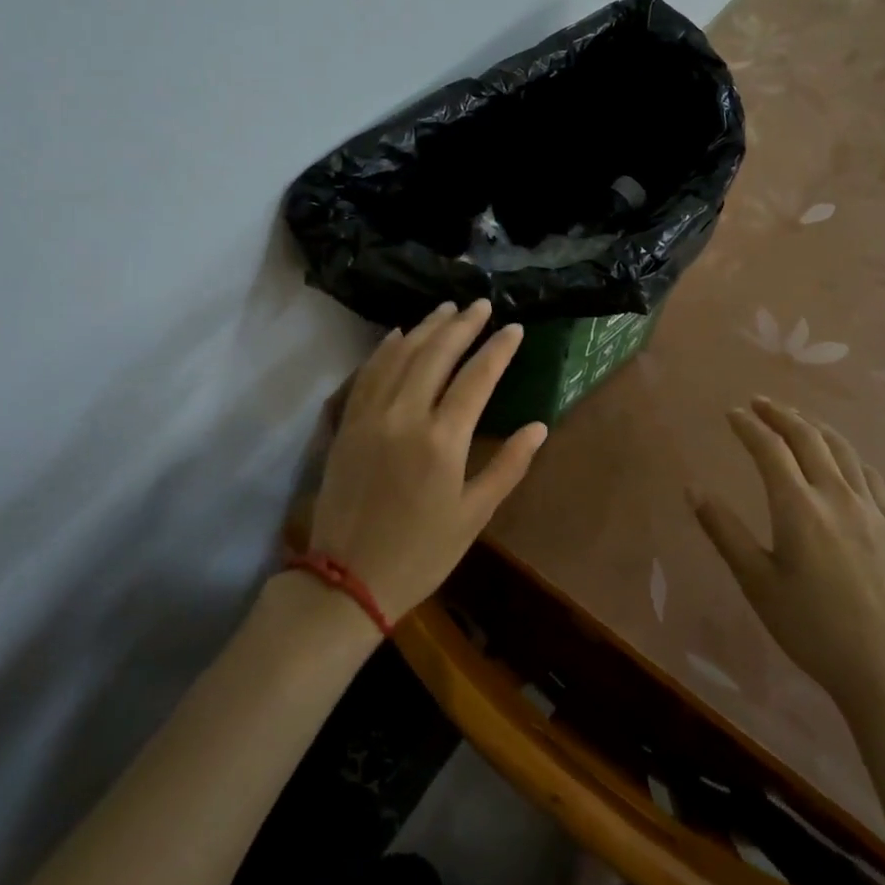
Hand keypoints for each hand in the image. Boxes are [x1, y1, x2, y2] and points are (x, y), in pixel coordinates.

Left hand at [308, 299, 547, 623]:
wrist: (346, 580)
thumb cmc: (420, 553)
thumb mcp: (473, 516)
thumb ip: (508, 466)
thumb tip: (538, 426)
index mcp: (442, 440)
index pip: (477, 378)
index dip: (498, 349)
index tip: (515, 328)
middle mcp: (405, 416)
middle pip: (436, 354)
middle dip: (462, 324)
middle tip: (481, 304)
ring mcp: (371, 416)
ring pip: (400, 356)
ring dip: (425, 328)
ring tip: (446, 308)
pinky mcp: (347, 424)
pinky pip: (367, 374)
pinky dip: (384, 349)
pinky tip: (397, 334)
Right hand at [693, 398, 884, 719]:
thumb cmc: (812, 628)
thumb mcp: (757, 583)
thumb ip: (725, 532)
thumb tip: (693, 489)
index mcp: (799, 507)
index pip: (770, 449)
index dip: (749, 426)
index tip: (731, 413)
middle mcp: (836, 495)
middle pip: (808, 437)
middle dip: (780, 414)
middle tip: (759, 402)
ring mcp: (870, 508)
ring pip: (842, 449)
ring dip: (814, 425)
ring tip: (796, 418)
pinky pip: (869, 473)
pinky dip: (848, 453)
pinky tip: (843, 458)